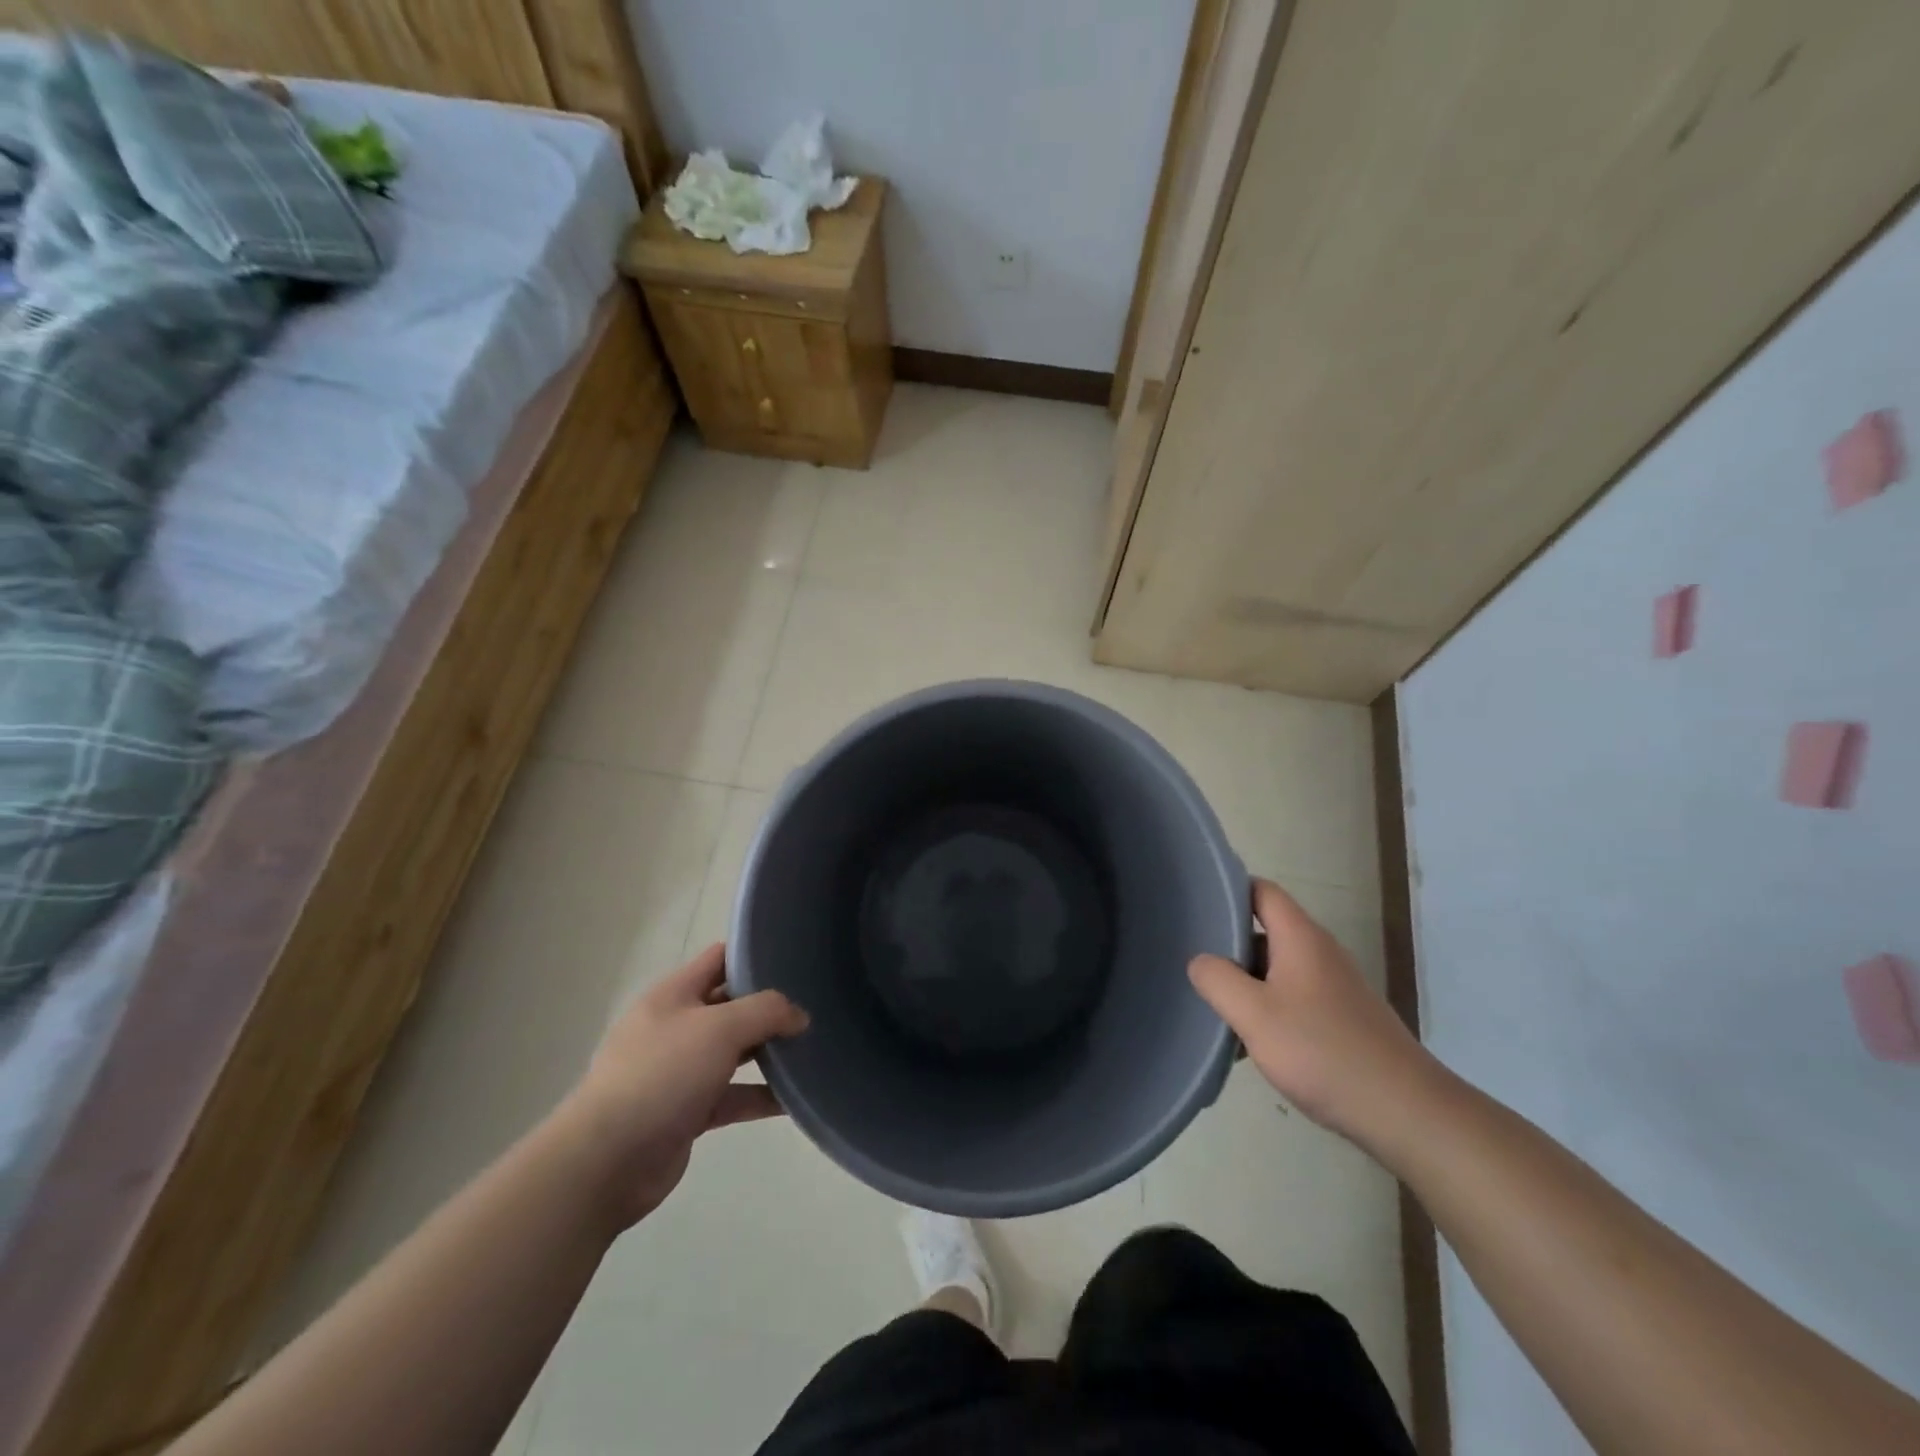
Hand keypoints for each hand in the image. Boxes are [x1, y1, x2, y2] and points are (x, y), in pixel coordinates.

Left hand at [555, 943, 808, 1228]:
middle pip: (730, 1006)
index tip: (796, 958)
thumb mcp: (720, 1028)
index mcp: (674, 994)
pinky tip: (795, 1099)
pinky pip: (732, 1096)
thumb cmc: (662, 1074)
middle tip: (815, 1006)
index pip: (720, 959)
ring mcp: (680, 1071)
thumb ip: (766, 1011)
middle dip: (769, 1007)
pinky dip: (760, 1095)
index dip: (755, 954)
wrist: (607, 1160)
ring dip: (768, 1052)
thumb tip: (800, 1015)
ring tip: (813, 1049)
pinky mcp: (687, 1111)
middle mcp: (676, 1026)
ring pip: (734, 1053)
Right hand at [1188, 879, 1440, 1146]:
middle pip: (1265, 930)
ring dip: (1246, 983)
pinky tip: (1251, 1043)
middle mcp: (1320, 952)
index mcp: (1301, 938)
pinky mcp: (1342, 1018)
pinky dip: (1268, 1009)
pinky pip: (1293, 997)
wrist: (1405, 1112)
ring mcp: (1334, 986)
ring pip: (1276, 968)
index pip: (1261, 891)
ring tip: (1214, 1007)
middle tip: (1193, 963)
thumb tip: (1200, 961)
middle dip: (1229, 945)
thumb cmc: (1323, 1052)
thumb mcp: (1254, 1014)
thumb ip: (1217, 980)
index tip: (1195, 906)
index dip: (1228, 890)